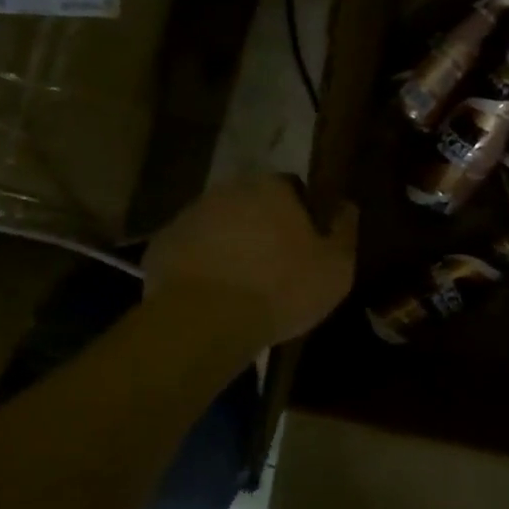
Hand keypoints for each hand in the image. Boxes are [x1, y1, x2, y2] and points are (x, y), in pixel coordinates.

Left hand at [146, 176, 357, 344]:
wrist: (205, 321)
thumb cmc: (281, 288)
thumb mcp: (336, 268)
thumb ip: (345, 231)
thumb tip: (346, 206)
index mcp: (272, 187)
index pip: (293, 188)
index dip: (302, 215)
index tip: (306, 244)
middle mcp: (229, 190)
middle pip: (252, 204)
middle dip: (263, 226)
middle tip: (274, 265)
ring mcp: (190, 215)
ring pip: (219, 225)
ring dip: (230, 244)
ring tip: (240, 284)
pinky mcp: (161, 245)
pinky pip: (190, 250)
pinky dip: (200, 265)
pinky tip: (210, 295)